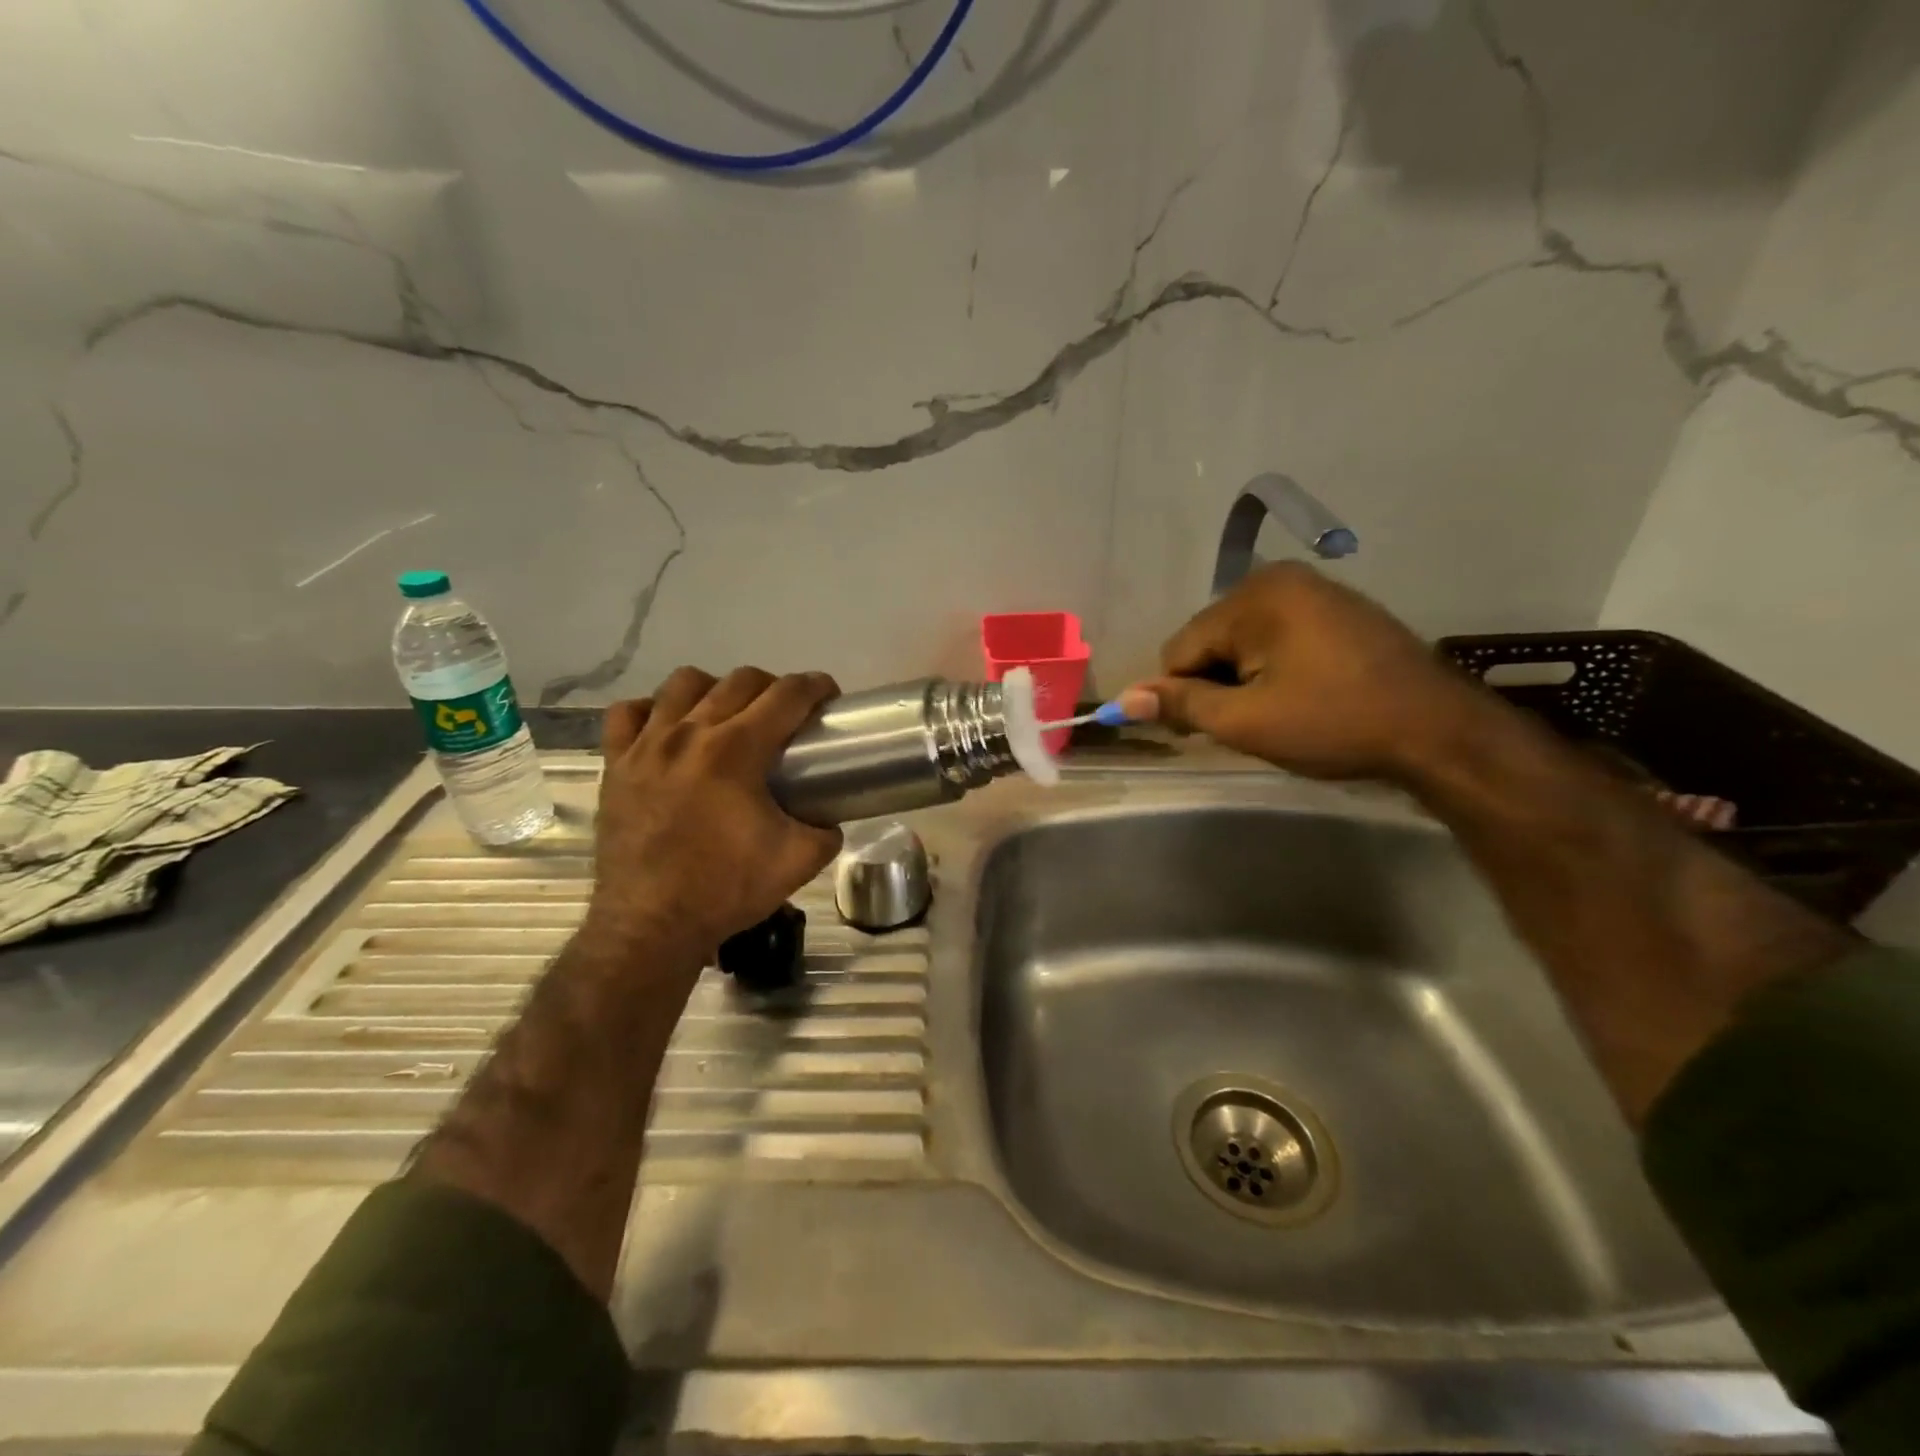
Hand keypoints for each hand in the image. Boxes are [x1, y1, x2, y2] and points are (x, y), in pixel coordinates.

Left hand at [587, 666, 842, 955]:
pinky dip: (653, 710)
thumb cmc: (726, 889)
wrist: (650, 925)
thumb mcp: (799, 861)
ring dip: (715, 688)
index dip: (815, 686)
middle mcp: (690, 733)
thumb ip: (827, 831)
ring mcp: (647, 745)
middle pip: (740, 680)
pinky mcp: (616, 764)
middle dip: (773, 686)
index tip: (828, 694)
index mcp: (737, 750)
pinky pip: (628, 713)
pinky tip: (667, 728)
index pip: (786, 695)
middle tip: (786, 712)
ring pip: (683, 683)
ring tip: (726, 714)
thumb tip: (830, 817)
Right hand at [1120, 563, 1492, 783]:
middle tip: (1243, 725)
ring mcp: (1315, 591)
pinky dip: (1272, 667)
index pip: (1180, 648)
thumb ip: (1181, 705)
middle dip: (1213, 684)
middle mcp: (1281, 580)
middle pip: (1211, 640)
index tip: (1196, 733)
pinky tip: (1298, 696)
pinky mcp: (1339, 610)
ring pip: (1243, 641)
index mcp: (1254, 596)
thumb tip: (1124, 700)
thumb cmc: (1334, 723)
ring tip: (1273, 714)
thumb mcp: (1246, 721)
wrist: (1439, 732)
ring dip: (1242, 679)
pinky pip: (1278, 637)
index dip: (1179, 694)